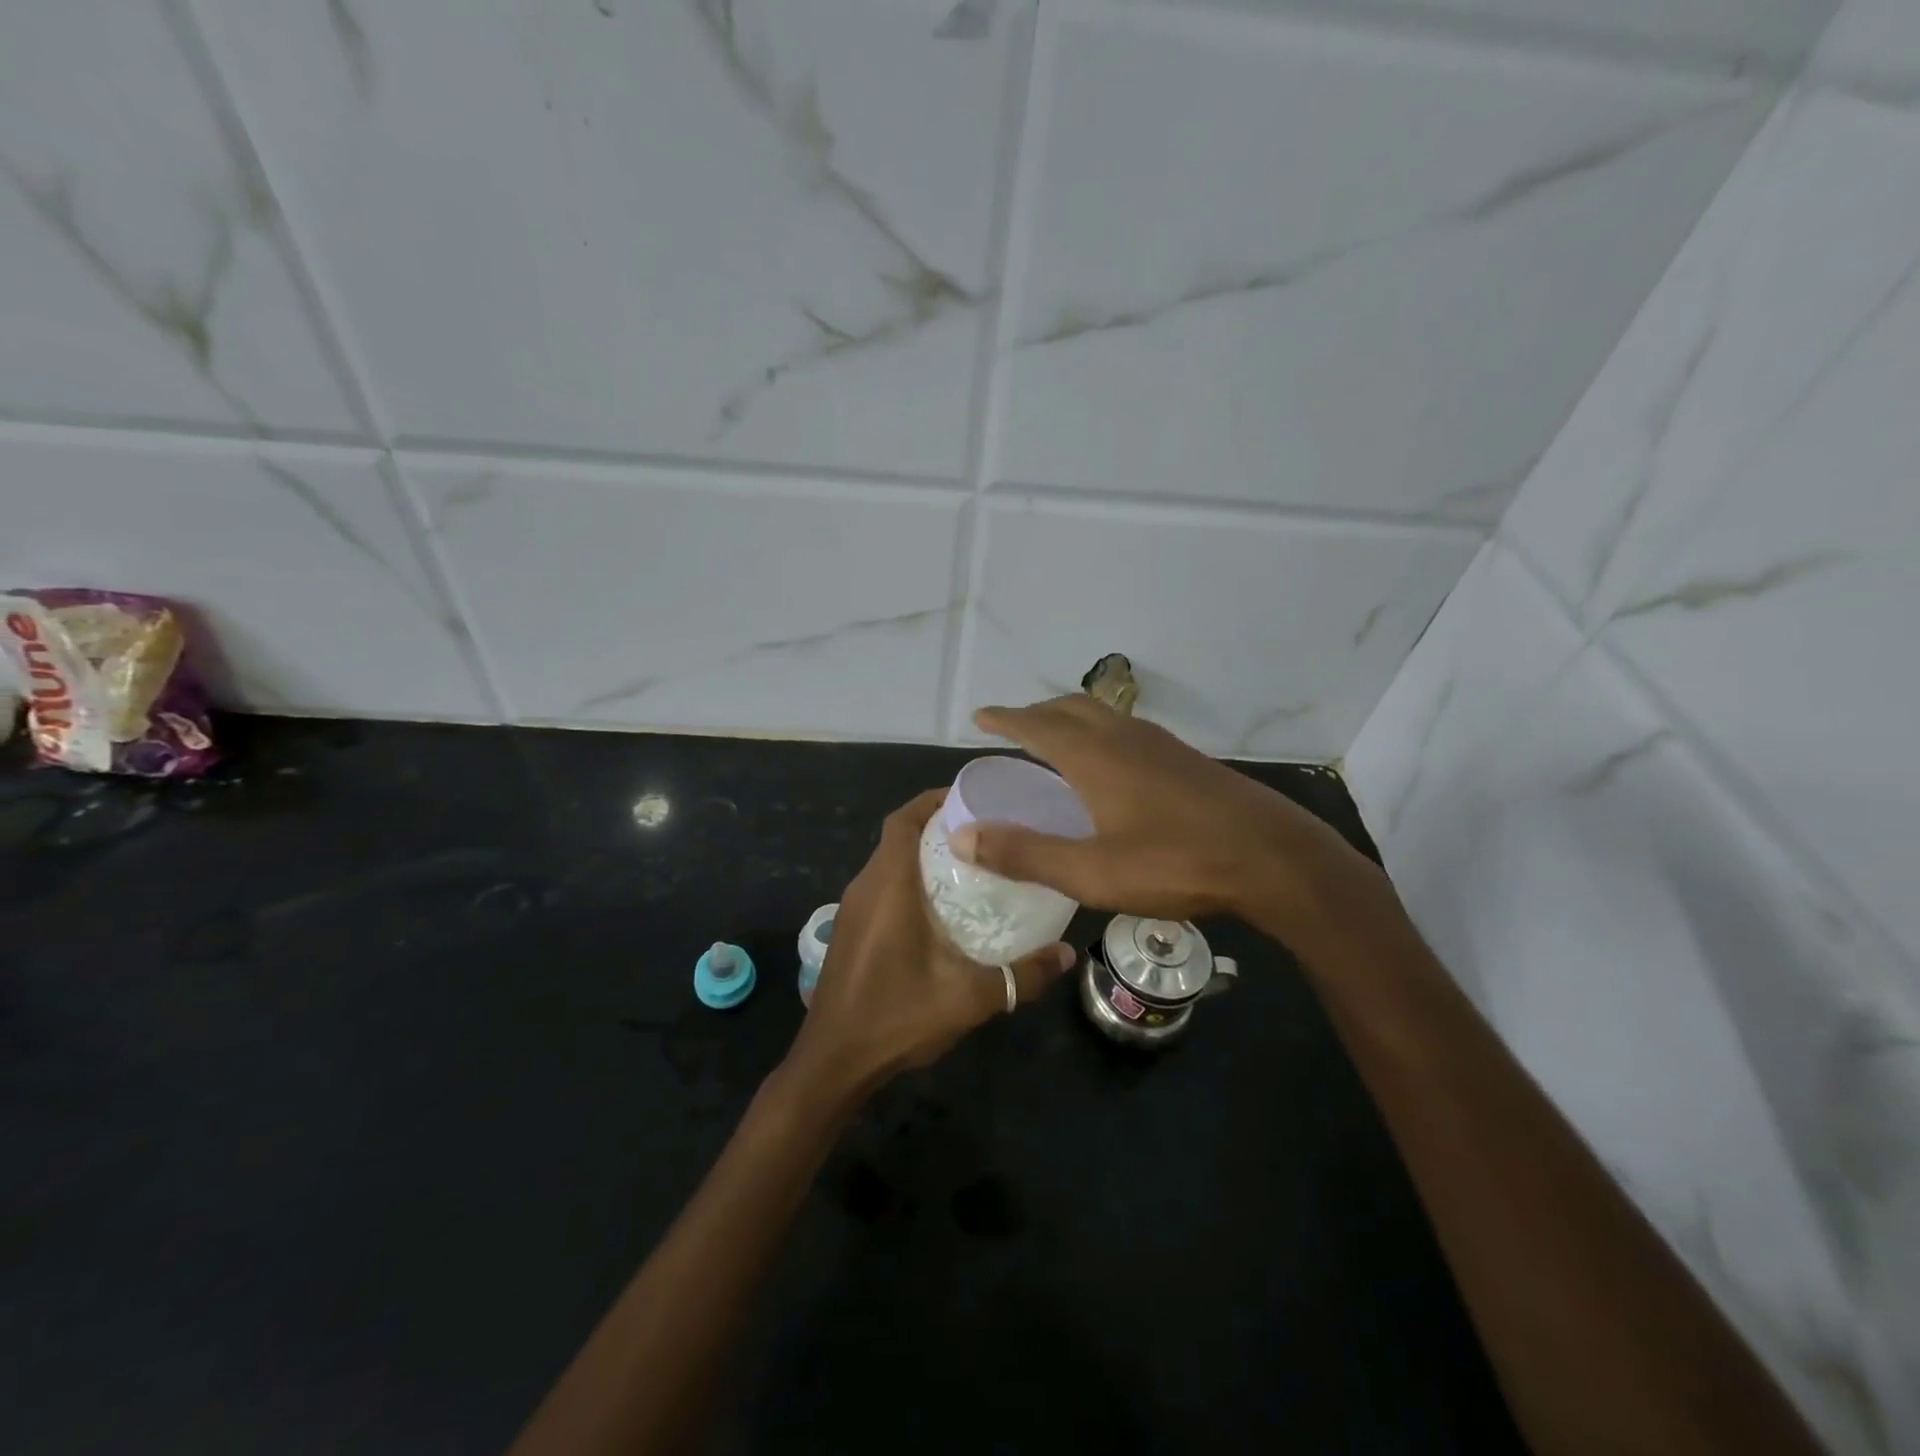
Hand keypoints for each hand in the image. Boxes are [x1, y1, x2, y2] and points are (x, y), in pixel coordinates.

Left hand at [784, 789, 1074, 1104]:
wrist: (833, 1062)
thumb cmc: (896, 1016)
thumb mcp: (968, 997)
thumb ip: (1021, 975)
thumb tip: (1067, 954)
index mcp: (888, 885)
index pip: (904, 819)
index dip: (934, 800)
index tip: (973, 800)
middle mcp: (865, 886)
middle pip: (899, 836)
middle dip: (938, 826)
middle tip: (986, 833)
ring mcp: (853, 910)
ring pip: (889, 862)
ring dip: (923, 855)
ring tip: (972, 865)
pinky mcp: (851, 931)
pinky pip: (882, 887)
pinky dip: (909, 881)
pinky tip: (941, 909)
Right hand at [954, 696, 1376, 937]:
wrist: (1273, 858)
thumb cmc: (1176, 863)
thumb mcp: (1092, 872)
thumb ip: (1025, 854)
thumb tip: (962, 838)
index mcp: (1095, 756)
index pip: (1036, 725)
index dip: (1005, 719)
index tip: (980, 716)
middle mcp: (1124, 737)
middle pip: (1070, 708)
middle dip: (1037, 712)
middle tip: (1014, 727)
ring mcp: (1161, 745)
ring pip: (1104, 715)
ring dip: (1071, 718)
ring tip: (1057, 740)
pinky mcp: (1187, 760)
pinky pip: (1128, 730)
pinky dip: (1102, 732)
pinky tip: (1112, 765)